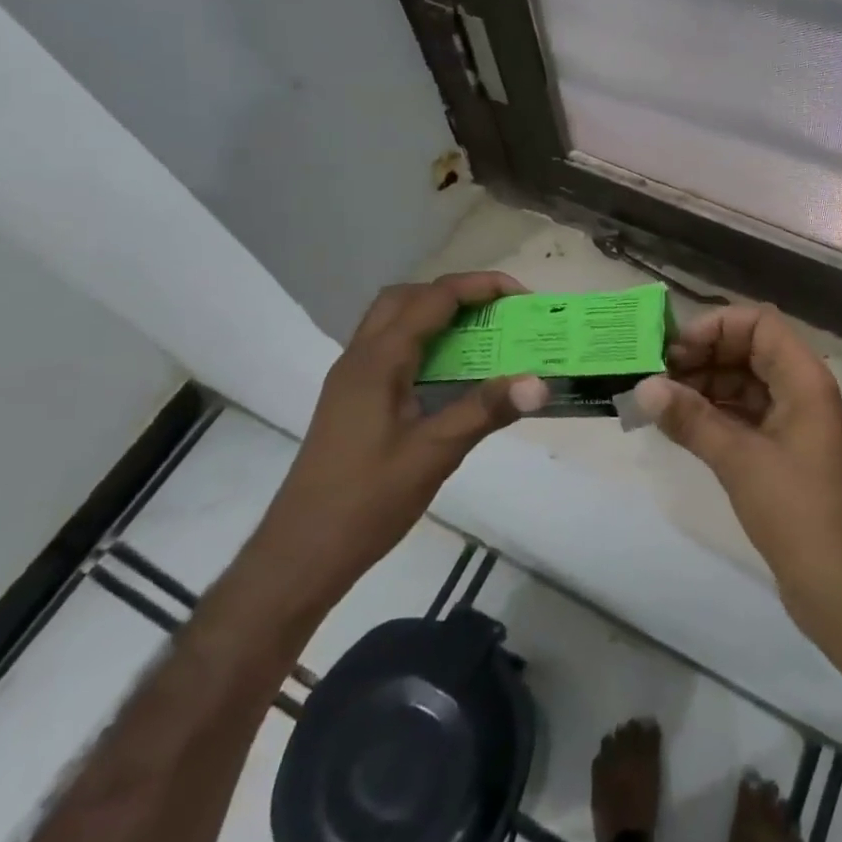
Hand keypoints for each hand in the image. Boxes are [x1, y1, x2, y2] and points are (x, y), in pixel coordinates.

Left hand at [258, 272, 548, 598]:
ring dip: (437, 314)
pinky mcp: (351, 399)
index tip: (522, 297)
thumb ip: (485, 411)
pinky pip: (390, 348)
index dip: (480, 287)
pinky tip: (449, 374)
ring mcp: (351, 378)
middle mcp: (360, 357)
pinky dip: (423, 341)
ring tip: (480, 336)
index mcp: (378, 360)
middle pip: (408, 297)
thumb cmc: (367, 502)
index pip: (434, 298)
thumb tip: (540, 383)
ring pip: (393, 320)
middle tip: (497, 312)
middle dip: (456, 293)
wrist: (301, 554)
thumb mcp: (434, 455)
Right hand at [634, 305, 841, 702]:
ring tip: (657, 399)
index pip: (758, 323)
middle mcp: (799, 389)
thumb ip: (691, 419)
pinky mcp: (780, 449)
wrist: (840, 586)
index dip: (716, 327)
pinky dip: (711, 412)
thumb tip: (643, 387)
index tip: (673, 351)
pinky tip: (677, 424)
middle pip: (748, 349)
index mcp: (803, 378)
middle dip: (702, 355)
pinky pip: (742, 413)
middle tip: (655, 375)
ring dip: (702, 385)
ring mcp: (791, 420)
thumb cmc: (797, 511)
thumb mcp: (739, 460)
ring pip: (742, 382)